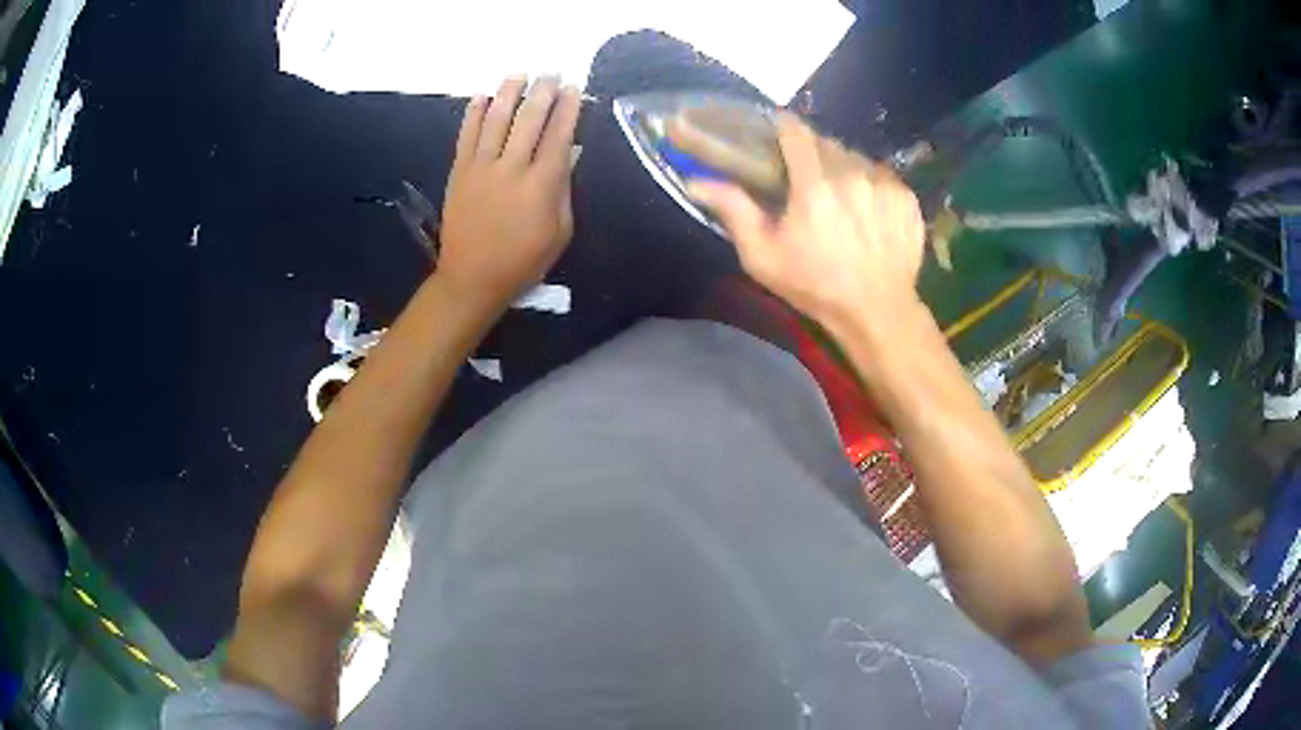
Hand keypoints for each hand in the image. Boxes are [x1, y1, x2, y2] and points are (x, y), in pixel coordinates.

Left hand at [438, 76, 580, 312]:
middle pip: (529, 120)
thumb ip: (564, 188)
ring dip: (508, 93)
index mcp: (541, 185)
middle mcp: (511, 168)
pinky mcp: (459, 172)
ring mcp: (481, 168)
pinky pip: (465, 136)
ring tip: (518, 74)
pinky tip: (480, 96)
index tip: (574, 88)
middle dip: (542, 93)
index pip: (558, 135)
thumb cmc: (523, 261)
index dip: (567, 109)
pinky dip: (473, 113)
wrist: (471, 279)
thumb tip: (570, 151)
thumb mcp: (559, 232)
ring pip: (496, 120)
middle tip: (551, 73)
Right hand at [688, 114, 925, 331]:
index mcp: (815, 184)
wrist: (877, 311)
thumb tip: (695, 181)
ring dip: (841, 168)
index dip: (783, 127)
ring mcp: (885, 184)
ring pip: (855, 158)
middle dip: (811, 153)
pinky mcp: (906, 198)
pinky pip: (881, 176)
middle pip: (826, 143)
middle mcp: (852, 174)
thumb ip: (733, 209)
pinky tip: (864, 209)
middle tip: (803, 176)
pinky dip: (869, 184)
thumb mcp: (763, 256)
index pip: (796, 131)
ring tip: (837, 195)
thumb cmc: (814, 286)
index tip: (775, 132)